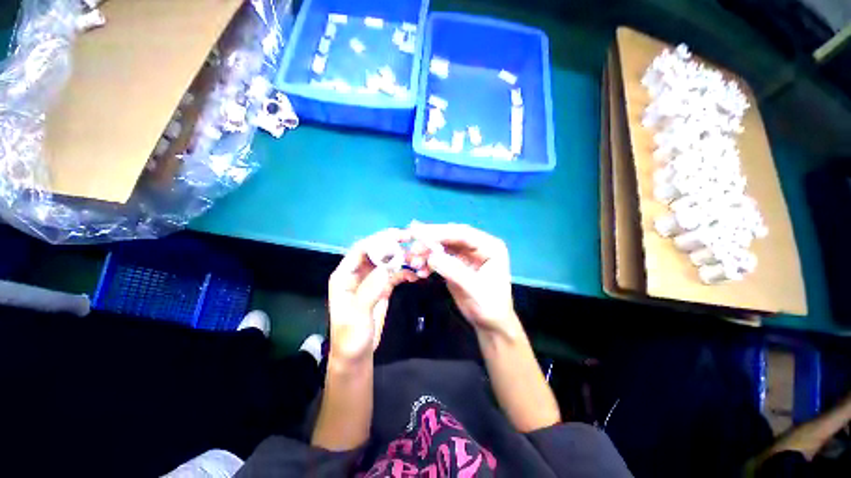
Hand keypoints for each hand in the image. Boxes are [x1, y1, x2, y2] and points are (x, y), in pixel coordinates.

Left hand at [328, 229, 415, 363]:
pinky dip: (404, 272)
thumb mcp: (357, 315)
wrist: (356, 355)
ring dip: (402, 259)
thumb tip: (388, 266)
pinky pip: (394, 274)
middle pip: (376, 252)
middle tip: (413, 241)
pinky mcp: (382, 288)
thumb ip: (370, 289)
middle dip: (393, 245)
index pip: (361, 249)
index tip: (399, 235)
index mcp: (345, 275)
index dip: (379, 240)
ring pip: (387, 262)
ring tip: (418, 260)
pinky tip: (415, 275)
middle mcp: (357, 273)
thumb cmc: (350, 337)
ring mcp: (371, 280)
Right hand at [409, 223, 519, 337]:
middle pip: (451, 237)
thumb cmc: (489, 306)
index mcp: (490, 246)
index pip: (463, 234)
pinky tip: (421, 271)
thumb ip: (454, 271)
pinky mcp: (456, 263)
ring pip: (443, 246)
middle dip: (430, 241)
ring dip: (427, 253)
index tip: (419, 234)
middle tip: (412, 247)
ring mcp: (466, 254)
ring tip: (413, 262)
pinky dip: (428, 262)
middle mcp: (478, 246)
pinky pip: (439, 258)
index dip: (441, 232)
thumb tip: (431, 257)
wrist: (490, 324)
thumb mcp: (474, 289)